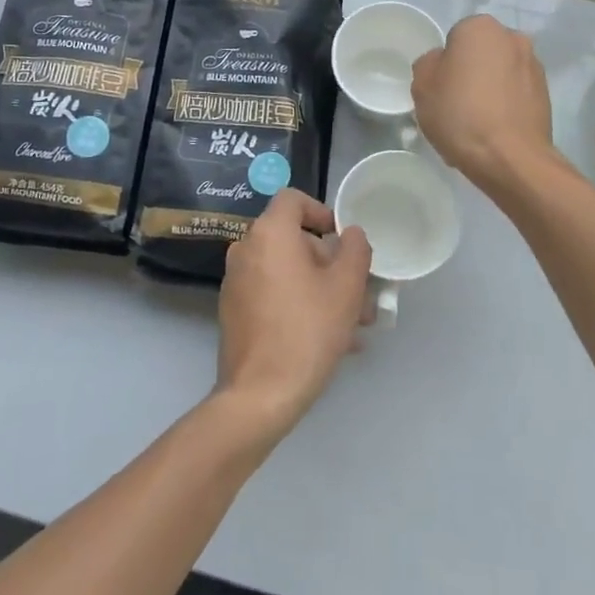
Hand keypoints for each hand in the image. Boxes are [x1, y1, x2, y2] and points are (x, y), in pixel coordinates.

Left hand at [216, 189, 371, 438]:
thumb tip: (350, 234)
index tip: (342, 239)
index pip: (293, 199)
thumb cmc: (308, 330)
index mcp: (269, 234)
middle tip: (359, 293)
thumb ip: (355, 250)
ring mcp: (236, 282)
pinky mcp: (234, 312)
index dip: (321, 211)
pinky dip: (299, 304)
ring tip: (354, 325)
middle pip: (293, 240)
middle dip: (330, 263)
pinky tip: (329, 339)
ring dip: (321, 289)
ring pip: (287, 272)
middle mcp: (246, 249)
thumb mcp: (346, 287)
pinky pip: (273, 294)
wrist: (259, 395)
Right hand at [411, 14, 553, 187]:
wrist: (511, 158)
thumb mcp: (422, 86)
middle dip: (470, 73)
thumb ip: (428, 64)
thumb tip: (442, 62)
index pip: (454, 39)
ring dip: (489, 90)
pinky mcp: (546, 94)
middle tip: (456, 105)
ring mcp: (534, 66)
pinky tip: (493, 132)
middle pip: (481, 54)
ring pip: (500, 75)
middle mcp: (513, 38)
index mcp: (481, 27)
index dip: (445, 65)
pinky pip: (515, 95)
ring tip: (476, 124)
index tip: (441, 89)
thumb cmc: (461, 114)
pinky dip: (505, 107)